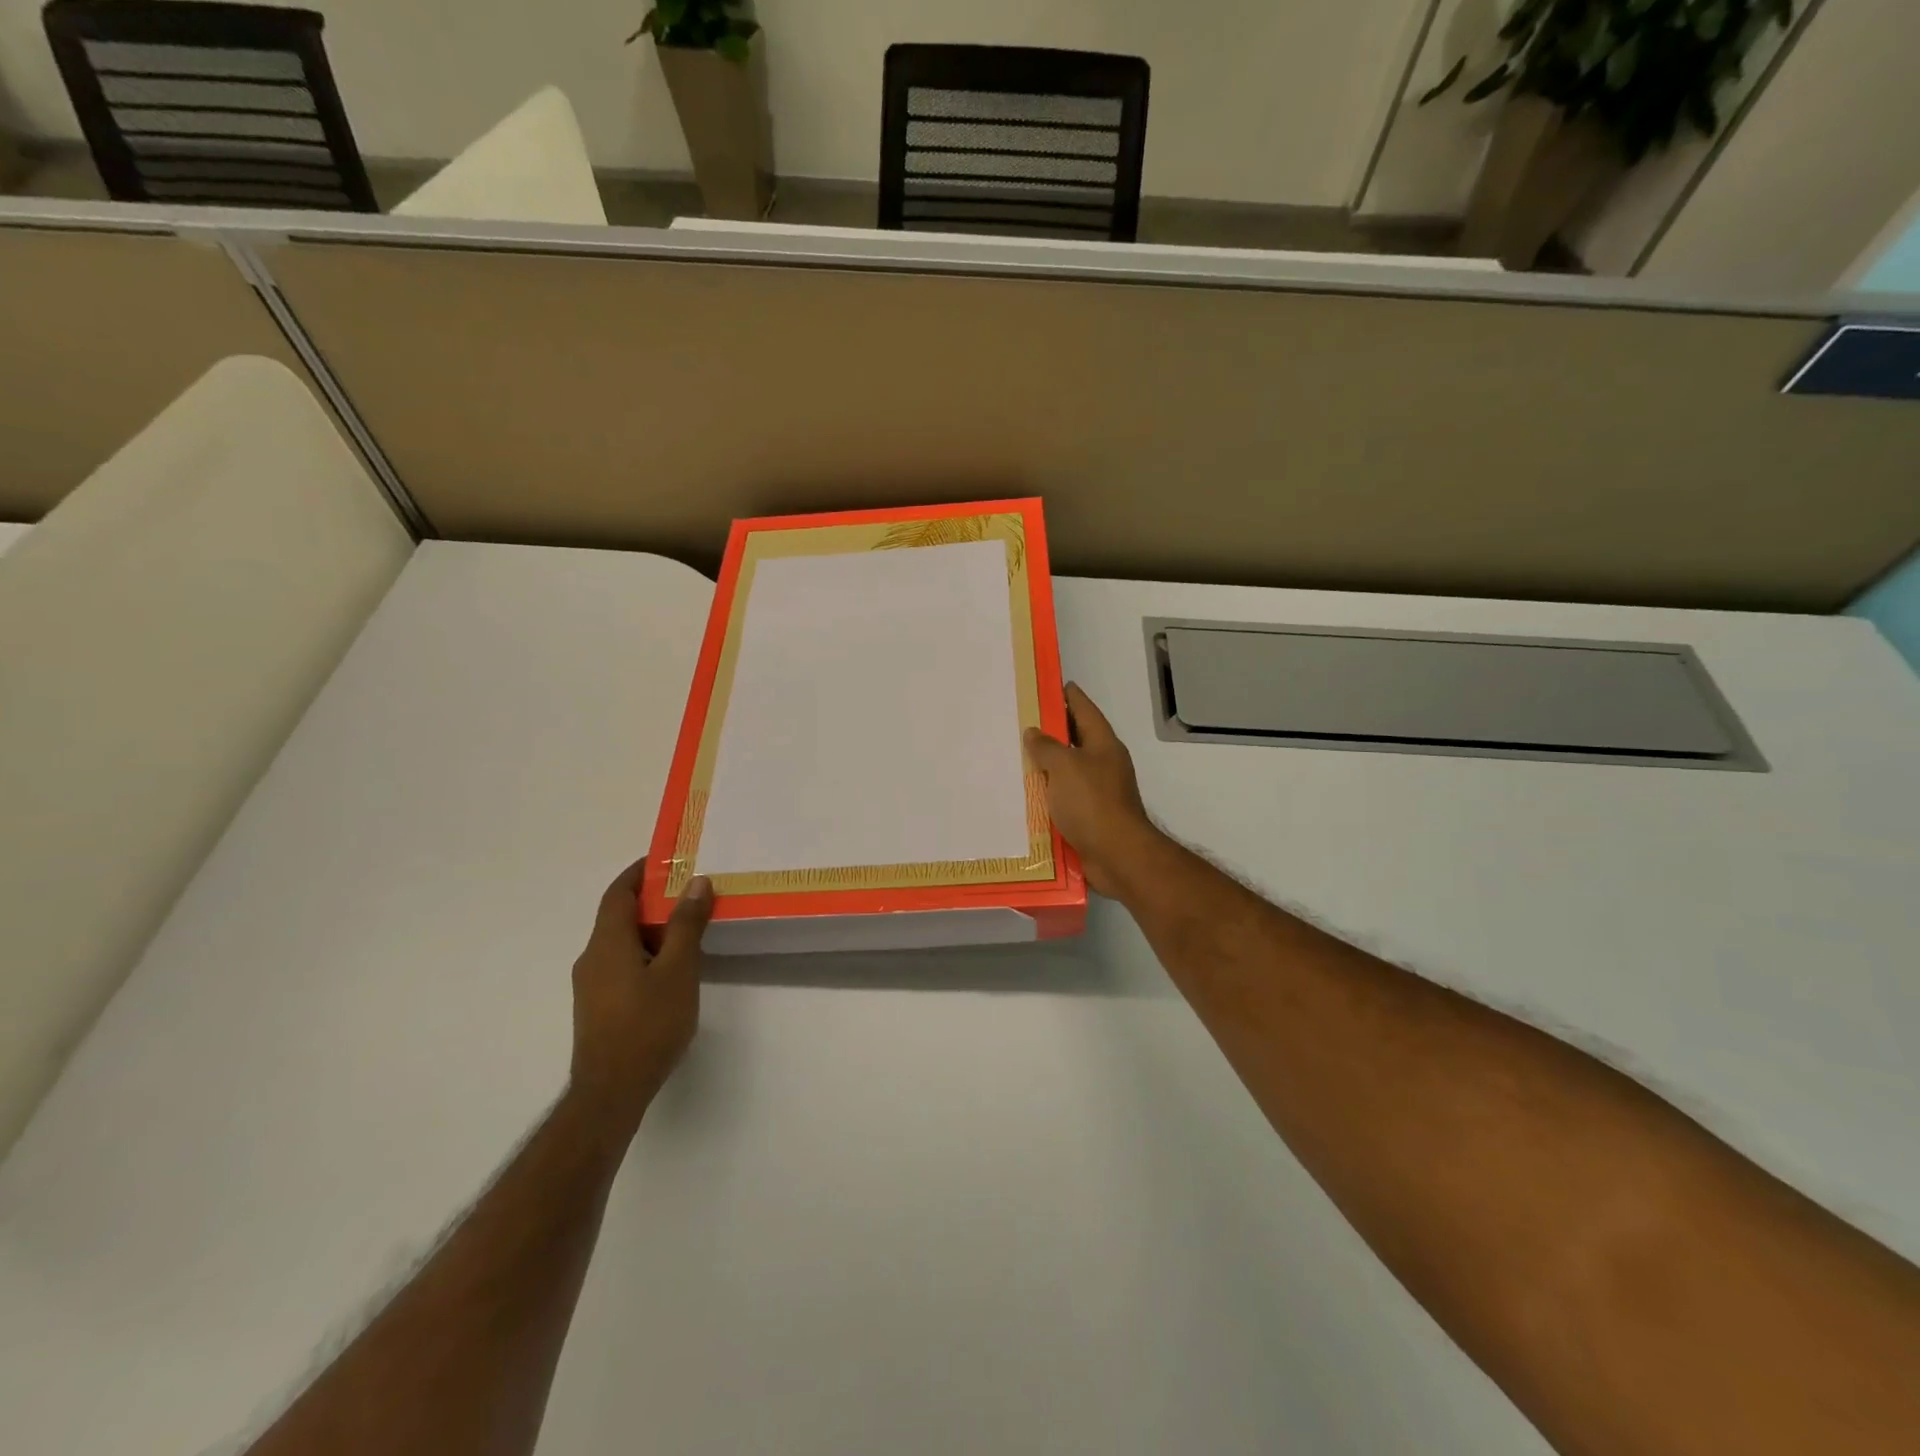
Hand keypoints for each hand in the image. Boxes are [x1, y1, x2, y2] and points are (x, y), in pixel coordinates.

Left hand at [568, 861, 712, 1139]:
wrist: (611, 1093)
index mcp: (607, 943)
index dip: (639, 872)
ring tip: (688, 928)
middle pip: (618, 916)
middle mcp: (592, 958)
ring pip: (620, 943)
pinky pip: (621, 964)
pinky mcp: (598, 1007)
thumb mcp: (678, 970)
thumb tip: (696, 882)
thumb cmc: (647, 1026)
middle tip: (689, 892)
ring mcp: (591, 986)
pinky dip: (645, 953)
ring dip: (650, 928)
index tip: (666, 859)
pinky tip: (671, 969)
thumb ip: (686, 925)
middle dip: (651, 900)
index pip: (618, 893)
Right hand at [1023, 683, 1163, 899]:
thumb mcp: (1064, 766)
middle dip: (1052, 730)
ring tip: (1017, 756)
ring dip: (1047, 764)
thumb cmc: (1092, 802)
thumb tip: (1034, 733)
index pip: (1084, 709)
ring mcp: (1098, 790)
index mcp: (1103, 744)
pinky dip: (1048, 793)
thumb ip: (1046, 747)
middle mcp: (1103, 763)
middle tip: (1022, 720)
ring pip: (1068, 769)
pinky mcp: (1090, 815)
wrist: (1117, 855)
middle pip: (1076, 738)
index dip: (1068, 695)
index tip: (1050, 684)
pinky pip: (1065, 797)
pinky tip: (1026, 793)